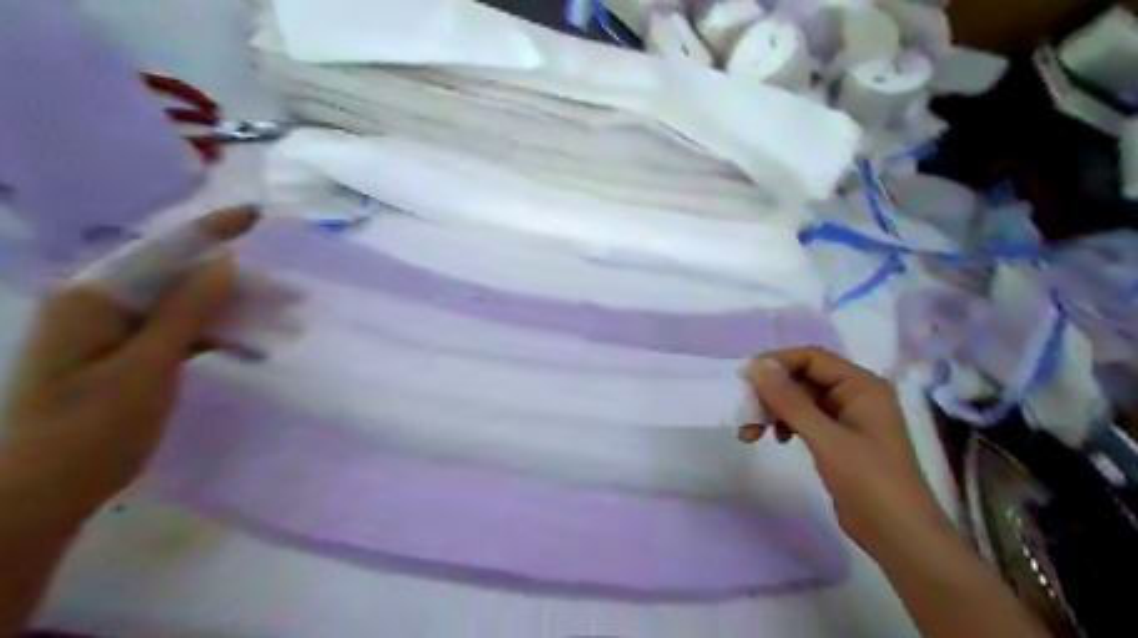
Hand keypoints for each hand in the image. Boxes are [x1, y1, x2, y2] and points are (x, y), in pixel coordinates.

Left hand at [0, 206, 254, 517]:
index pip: (162, 250)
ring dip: (235, 313)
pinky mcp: (129, 354)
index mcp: (93, 299)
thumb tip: (225, 263)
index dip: (213, 230)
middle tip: (293, 295)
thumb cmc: (90, 431)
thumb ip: (186, 312)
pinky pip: (182, 333)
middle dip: (239, 284)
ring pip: (188, 307)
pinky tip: (252, 348)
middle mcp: (102, 305)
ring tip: (285, 324)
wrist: (42, 496)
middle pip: (181, 279)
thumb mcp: (146, 368)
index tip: (257, 214)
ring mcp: (116, 331)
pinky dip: (218, 337)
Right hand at [739, 349, 953, 551]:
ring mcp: (846, 417)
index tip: (744, 379)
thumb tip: (756, 366)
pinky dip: (785, 424)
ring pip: (799, 400)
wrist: (899, 537)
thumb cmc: (869, 481)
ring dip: (773, 411)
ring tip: (751, 433)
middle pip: (802, 378)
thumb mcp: (825, 438)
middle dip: (771, 393)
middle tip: (745, 412)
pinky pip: (804, 418)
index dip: (776, 363)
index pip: (811, 358)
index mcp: (861, 385)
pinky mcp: (838, 438)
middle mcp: (854, 394)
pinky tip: (777, 440)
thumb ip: (790, 400)